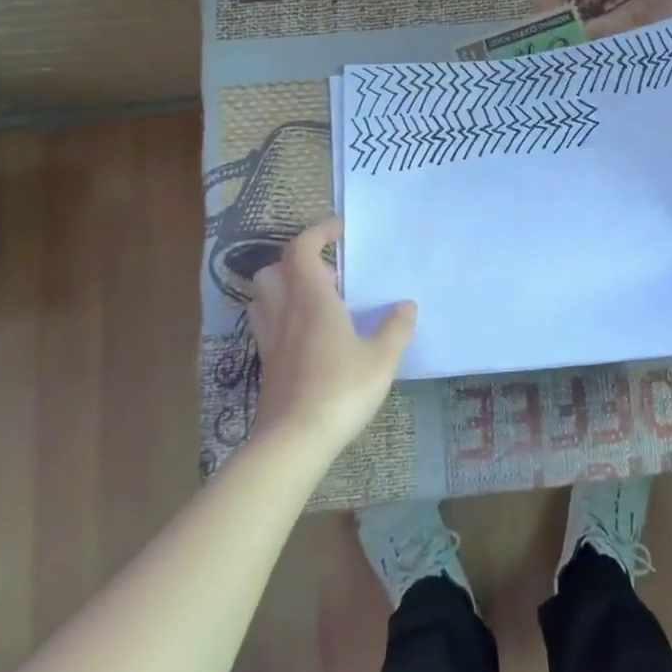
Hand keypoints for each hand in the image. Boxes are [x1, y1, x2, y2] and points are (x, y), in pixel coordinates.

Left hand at [248, 219, 415, 458]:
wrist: (294, 440)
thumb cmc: (341, 389)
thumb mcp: (381, 358)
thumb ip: (396, 328)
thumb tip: (407, 305)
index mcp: (311, 299)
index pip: (301, 249)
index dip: (318, 233)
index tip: (339, 230)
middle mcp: (285, 312)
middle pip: (274, 270)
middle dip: (296, 261)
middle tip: (329, 273)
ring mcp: (270, 340)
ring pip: (264, 297)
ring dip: (284, 288)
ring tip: (316, 300)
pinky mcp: (267, 365)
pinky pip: (267, 326)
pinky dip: (282, 317)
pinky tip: (309, 335)